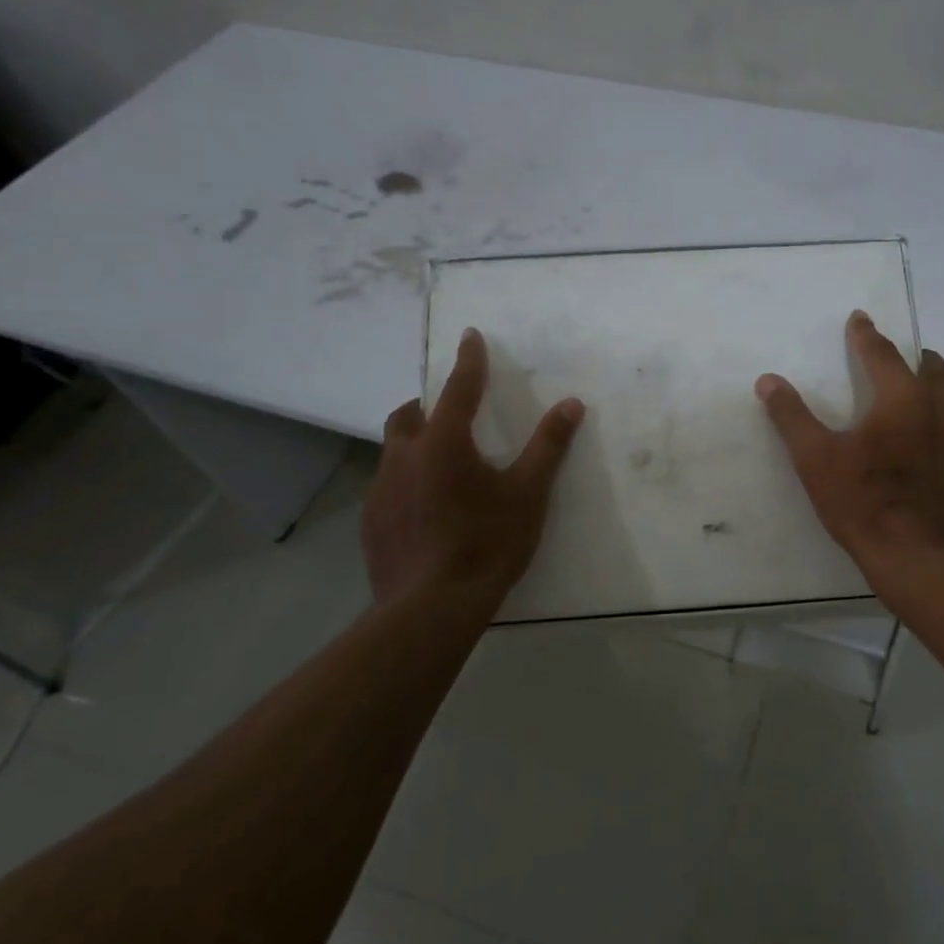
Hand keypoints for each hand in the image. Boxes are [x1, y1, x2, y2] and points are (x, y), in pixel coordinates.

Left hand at [362, 328, 584, 606]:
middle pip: (409, 416)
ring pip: (393, 452)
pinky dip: (406, 481)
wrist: (431, 607)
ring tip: (440, 464)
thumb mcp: (528, 493)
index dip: (469, 361)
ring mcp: (380, 491)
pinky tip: (425, 508)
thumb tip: (571, 403)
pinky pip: (387, 486)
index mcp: (444, 443)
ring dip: (414, 444)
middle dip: (428, 405)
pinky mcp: (371, 522)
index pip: (459, 388)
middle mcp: (404, 457)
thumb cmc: (487, 543)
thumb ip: (548, 446)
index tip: (470, 335)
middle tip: (450, 413)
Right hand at [755, 311, 943, 590]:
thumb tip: (768, 380)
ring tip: (925, 412)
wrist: (922, 562)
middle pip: (935, 371)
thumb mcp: (816, 461)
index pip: (882, 354)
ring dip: (940, 402)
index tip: (860, 319)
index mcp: (903, 400)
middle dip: (918, 360)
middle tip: (907, 360)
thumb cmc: (864, 505)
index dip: (867, 335)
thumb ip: (792, 417)